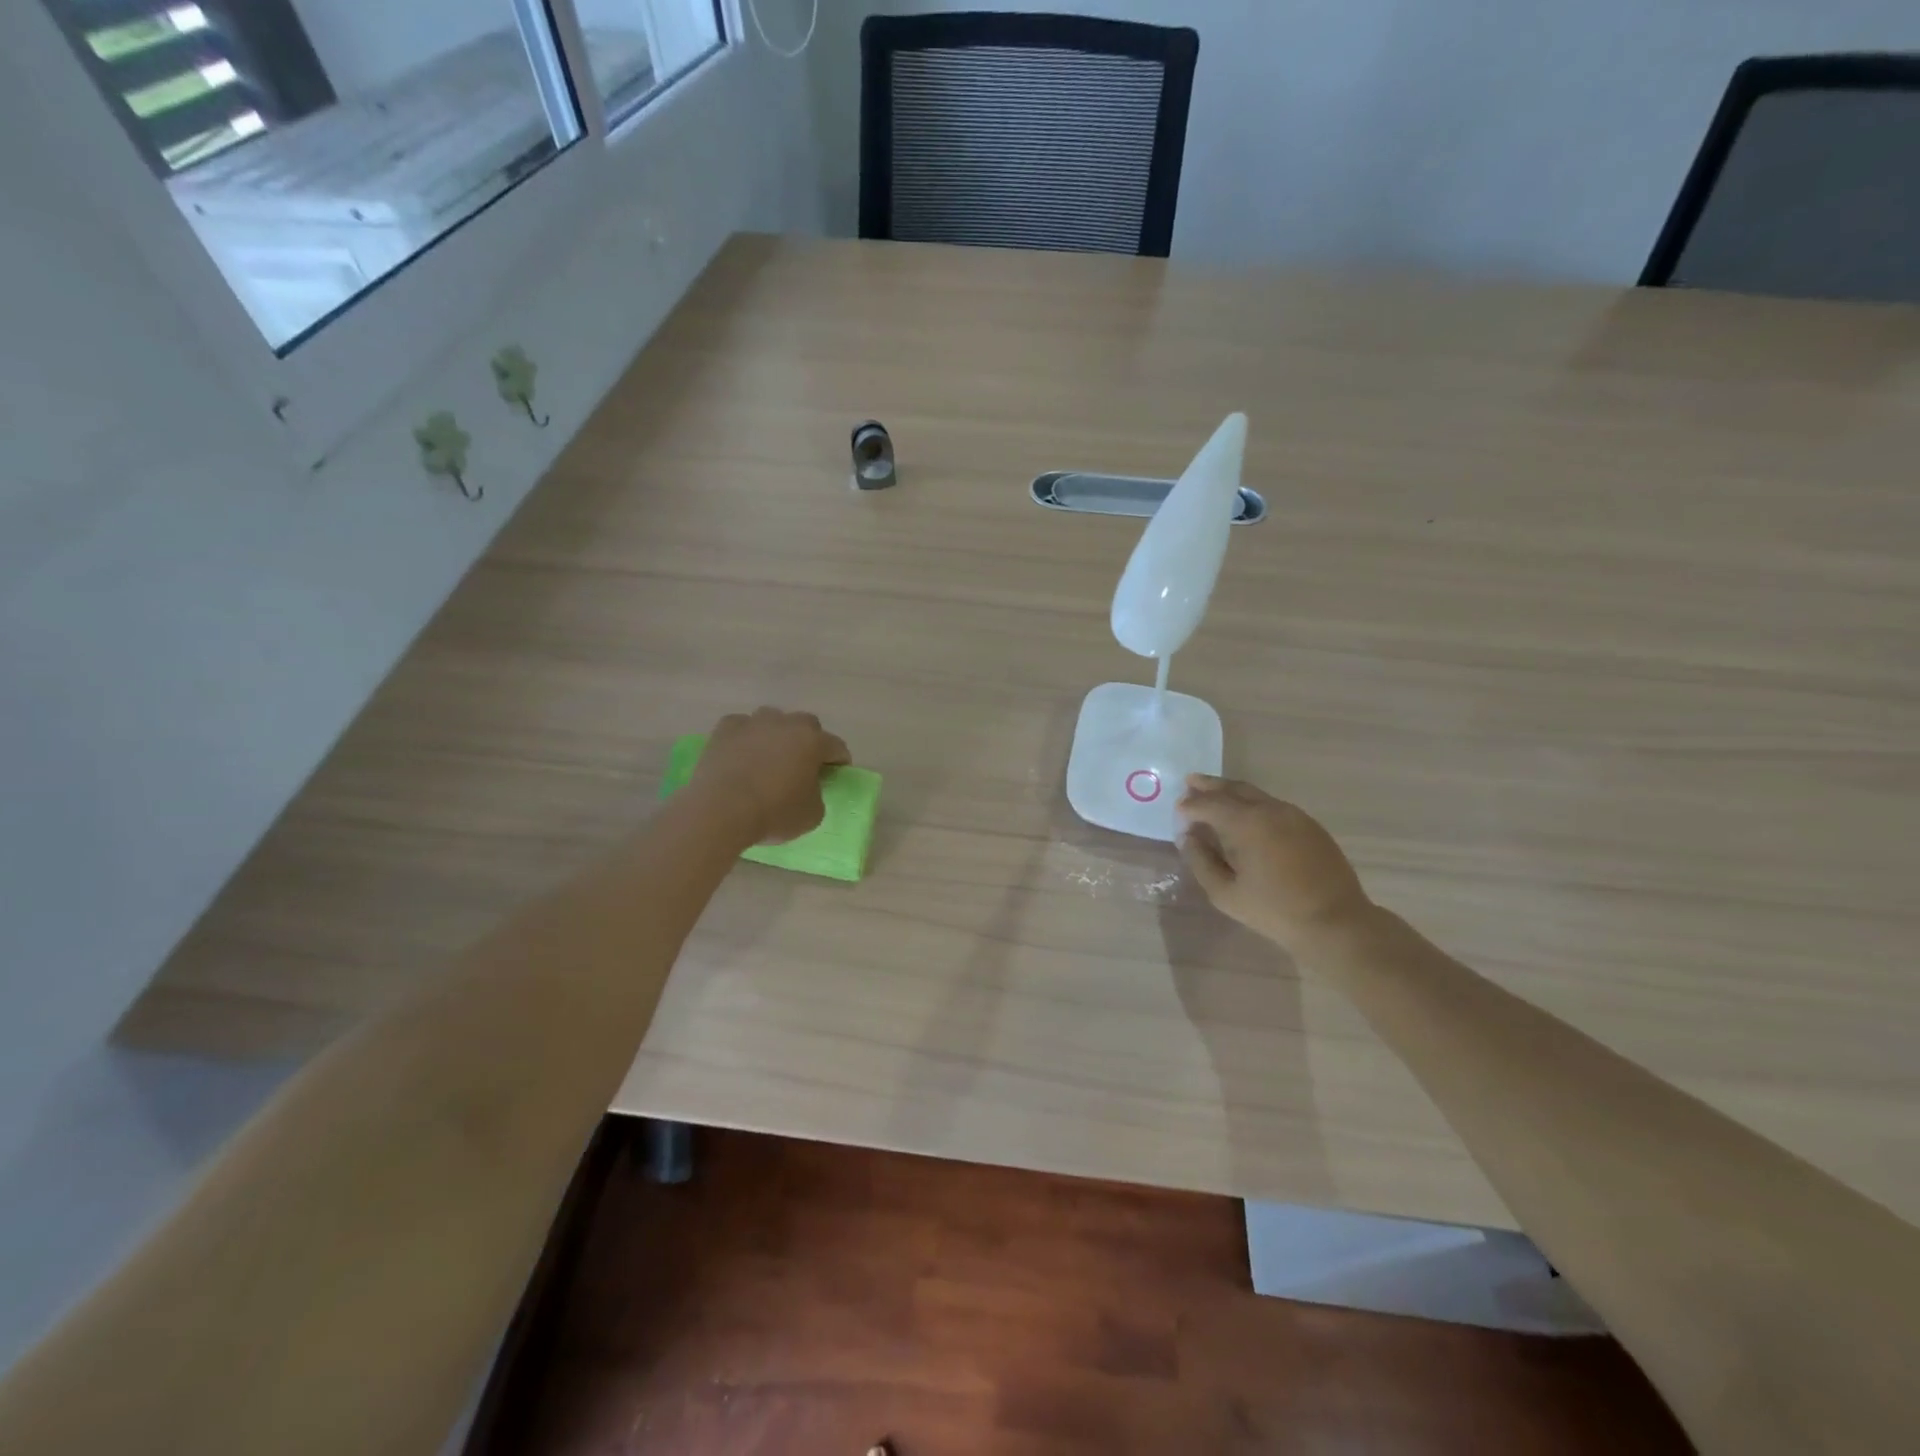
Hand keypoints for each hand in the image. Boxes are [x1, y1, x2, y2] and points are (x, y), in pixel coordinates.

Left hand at [691, 707, 850, 844]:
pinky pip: (742, 727)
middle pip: (806, 725)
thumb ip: (817, 794)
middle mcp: (786, 724)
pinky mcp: (725, 729)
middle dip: (809, 742)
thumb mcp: (812, 814)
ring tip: (769, 758)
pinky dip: (745, 738)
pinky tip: (741, 755)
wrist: (721, 810)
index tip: (835, 775)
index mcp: (813, 742)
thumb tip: (808, 787)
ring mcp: (753, 722)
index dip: (839, 761)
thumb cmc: (774, 813)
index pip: (837, 747)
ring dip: (776, 735)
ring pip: (773, 720)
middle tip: (803, 765)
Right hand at [1176, 774, 1373, 950]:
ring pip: (1255, 794)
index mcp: (1246, 823)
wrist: (1335, 922)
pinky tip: (1246, 816)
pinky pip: (1273, 805)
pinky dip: (1252, 804)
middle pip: (1233, 789)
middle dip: (1209, 786)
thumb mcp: (1225, 893)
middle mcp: (1270, 809)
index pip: (1209, 804)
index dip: (1190, 806)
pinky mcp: (1310, 825)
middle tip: (1190, 782)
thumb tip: (1188, 837)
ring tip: (1214, 795)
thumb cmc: (1274, 910)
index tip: (1177, 810)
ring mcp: (1294, 815)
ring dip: (1231, 792)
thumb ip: (1201, 861)